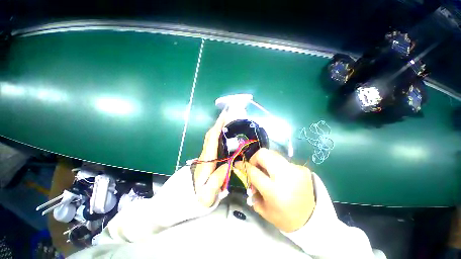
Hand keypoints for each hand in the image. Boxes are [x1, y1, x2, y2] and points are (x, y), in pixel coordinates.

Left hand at [193, 111, 227, 207]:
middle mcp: (205, 154)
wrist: (190, 199)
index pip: (211, 140)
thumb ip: (217, 179)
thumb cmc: (199, 197)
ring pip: (211, 138)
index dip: (218, 128)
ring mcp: (206, 155)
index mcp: (206, 160)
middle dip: (218, 124)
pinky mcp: (208, 157)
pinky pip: (213, 142)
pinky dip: (218, 135)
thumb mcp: (208, 193)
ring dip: (218, 128)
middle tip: (228, 115)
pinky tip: (226, 134)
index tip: (224, 117)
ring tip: (229, 121)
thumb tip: (228, 163)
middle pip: (210, 135)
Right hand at [235, 148, 314, 231]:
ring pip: (273, 154)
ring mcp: (295, 169)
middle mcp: (285, 177)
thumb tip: (245, 172)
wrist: (311, 219)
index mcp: (274, 191)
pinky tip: (280, 176)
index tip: (238, 163)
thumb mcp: (263, 208)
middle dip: (255, 158)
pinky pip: (283, 161)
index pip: (253, 171)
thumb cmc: (283, 217)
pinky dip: (277, 165)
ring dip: (266, 160)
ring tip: (267, 171)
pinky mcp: (302, 168)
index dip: (243, 165)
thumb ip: (252, 188)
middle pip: (264, 154)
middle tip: (255, 167)